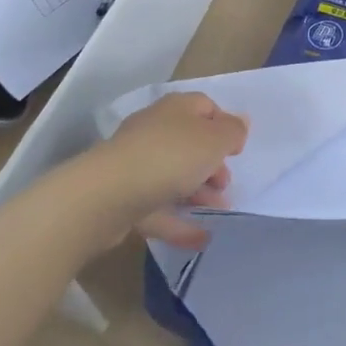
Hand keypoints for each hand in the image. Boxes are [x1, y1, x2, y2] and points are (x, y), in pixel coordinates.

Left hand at [87, 92, 246, 249]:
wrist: (105, 196)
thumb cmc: (169, 157)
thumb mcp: (213, 140)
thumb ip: (232, 132)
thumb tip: (240, 123)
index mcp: (176, 109)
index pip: (206, 107)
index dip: (225, 125)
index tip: (237, 151)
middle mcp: (155, 131)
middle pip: (189, 143)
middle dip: (212, 164)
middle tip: (226, 185)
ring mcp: (137, 166)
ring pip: (174, 177)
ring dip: (199, 193)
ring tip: (220, 212)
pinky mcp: (125, 200)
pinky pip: (159, 208)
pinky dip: (180, 222)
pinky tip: (202, 238)